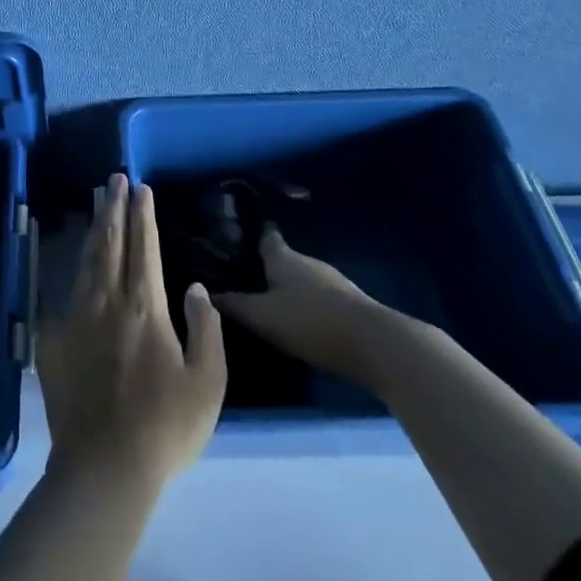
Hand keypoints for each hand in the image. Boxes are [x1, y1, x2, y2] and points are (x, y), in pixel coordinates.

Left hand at [37, 175, 226, 489]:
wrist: (104, 466)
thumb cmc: (166, 426)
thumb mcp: (208, 382)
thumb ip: (206, 328)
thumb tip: (195, 287)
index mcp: (145, 307)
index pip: (144, 247)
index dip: (143, 215)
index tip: (141, 188)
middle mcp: (107, 301)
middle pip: (110, 243)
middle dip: (113, 208)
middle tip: (113, 179)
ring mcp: (76, 318)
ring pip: (86, 261)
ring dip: (94, 229)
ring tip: (97, 203)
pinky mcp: (55, 340)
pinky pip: (65, 295)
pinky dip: (73, 271)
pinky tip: (74, 263)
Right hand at [216, 229, 381, 378]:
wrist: (374, 344)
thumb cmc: (309, 321)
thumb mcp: (262, 316)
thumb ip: (234, 305)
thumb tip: (206, 292)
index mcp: (284, 258)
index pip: (266, 237)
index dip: (252, 236)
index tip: (236, 237)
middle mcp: (308, 262)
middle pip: (284, 259)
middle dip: (268, 267)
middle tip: (246, 279)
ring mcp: (333, 282)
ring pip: (303, 279)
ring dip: (289, 288)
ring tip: (270, 303)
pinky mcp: (351, 304)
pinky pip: (320, 297)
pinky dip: (308, 304)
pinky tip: (300, 321)